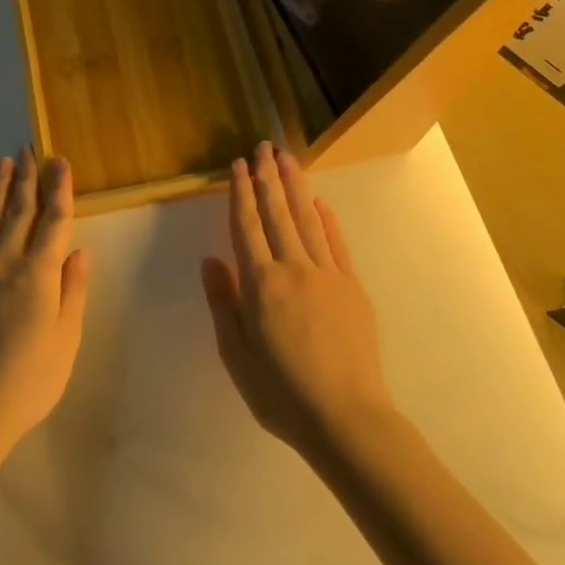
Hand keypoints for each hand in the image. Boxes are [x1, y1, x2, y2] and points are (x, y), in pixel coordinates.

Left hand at [0, 149, 91, 456]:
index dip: (59, 189)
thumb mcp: (66, 340)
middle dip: (27, 178)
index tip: (60, 162)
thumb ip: (73, 291)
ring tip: (3, 163)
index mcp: (39, 273)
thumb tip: (79, 251)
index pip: (54, 220)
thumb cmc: (28, 380)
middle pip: (19, 210)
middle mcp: (5, 261)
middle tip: (29, 149)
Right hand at [201, 142, 394, 459]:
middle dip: (268, 177)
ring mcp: (327, 275)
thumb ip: (224, 304)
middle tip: (263, 146)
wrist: (347, 418)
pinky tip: (319, 203)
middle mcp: (293, 268)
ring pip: (307, 219)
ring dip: (295, 186)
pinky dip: (327, 220)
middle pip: (277, 213)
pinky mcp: (352, 287)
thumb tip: (211, 260)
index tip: (238, 165)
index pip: (246, 226)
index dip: (241, 193)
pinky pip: (337, 244)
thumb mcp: (236, 356)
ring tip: (287, 158)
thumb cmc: (281, 393)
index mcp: (261, 284)